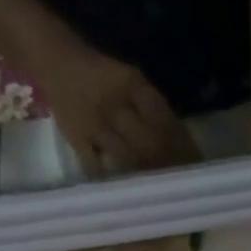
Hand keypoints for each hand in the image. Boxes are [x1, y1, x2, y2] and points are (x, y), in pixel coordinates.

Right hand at [41, 42, 200, 176]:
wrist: (56, 60)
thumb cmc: (101, 75)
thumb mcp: (131, 79)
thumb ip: (152, 107)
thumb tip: (181, 141)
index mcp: (133, 84)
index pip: (164, 119)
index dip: (182, 144)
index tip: (194, 163)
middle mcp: (115, 103)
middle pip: (149, 143)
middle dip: (167, 164)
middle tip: (179, 182)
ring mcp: (94, 123)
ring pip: (126, 158)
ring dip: (143, 175)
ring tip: (156, 190)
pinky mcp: (76, 137)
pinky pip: (94, 165)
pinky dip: (109, 179)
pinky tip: (122, 191)